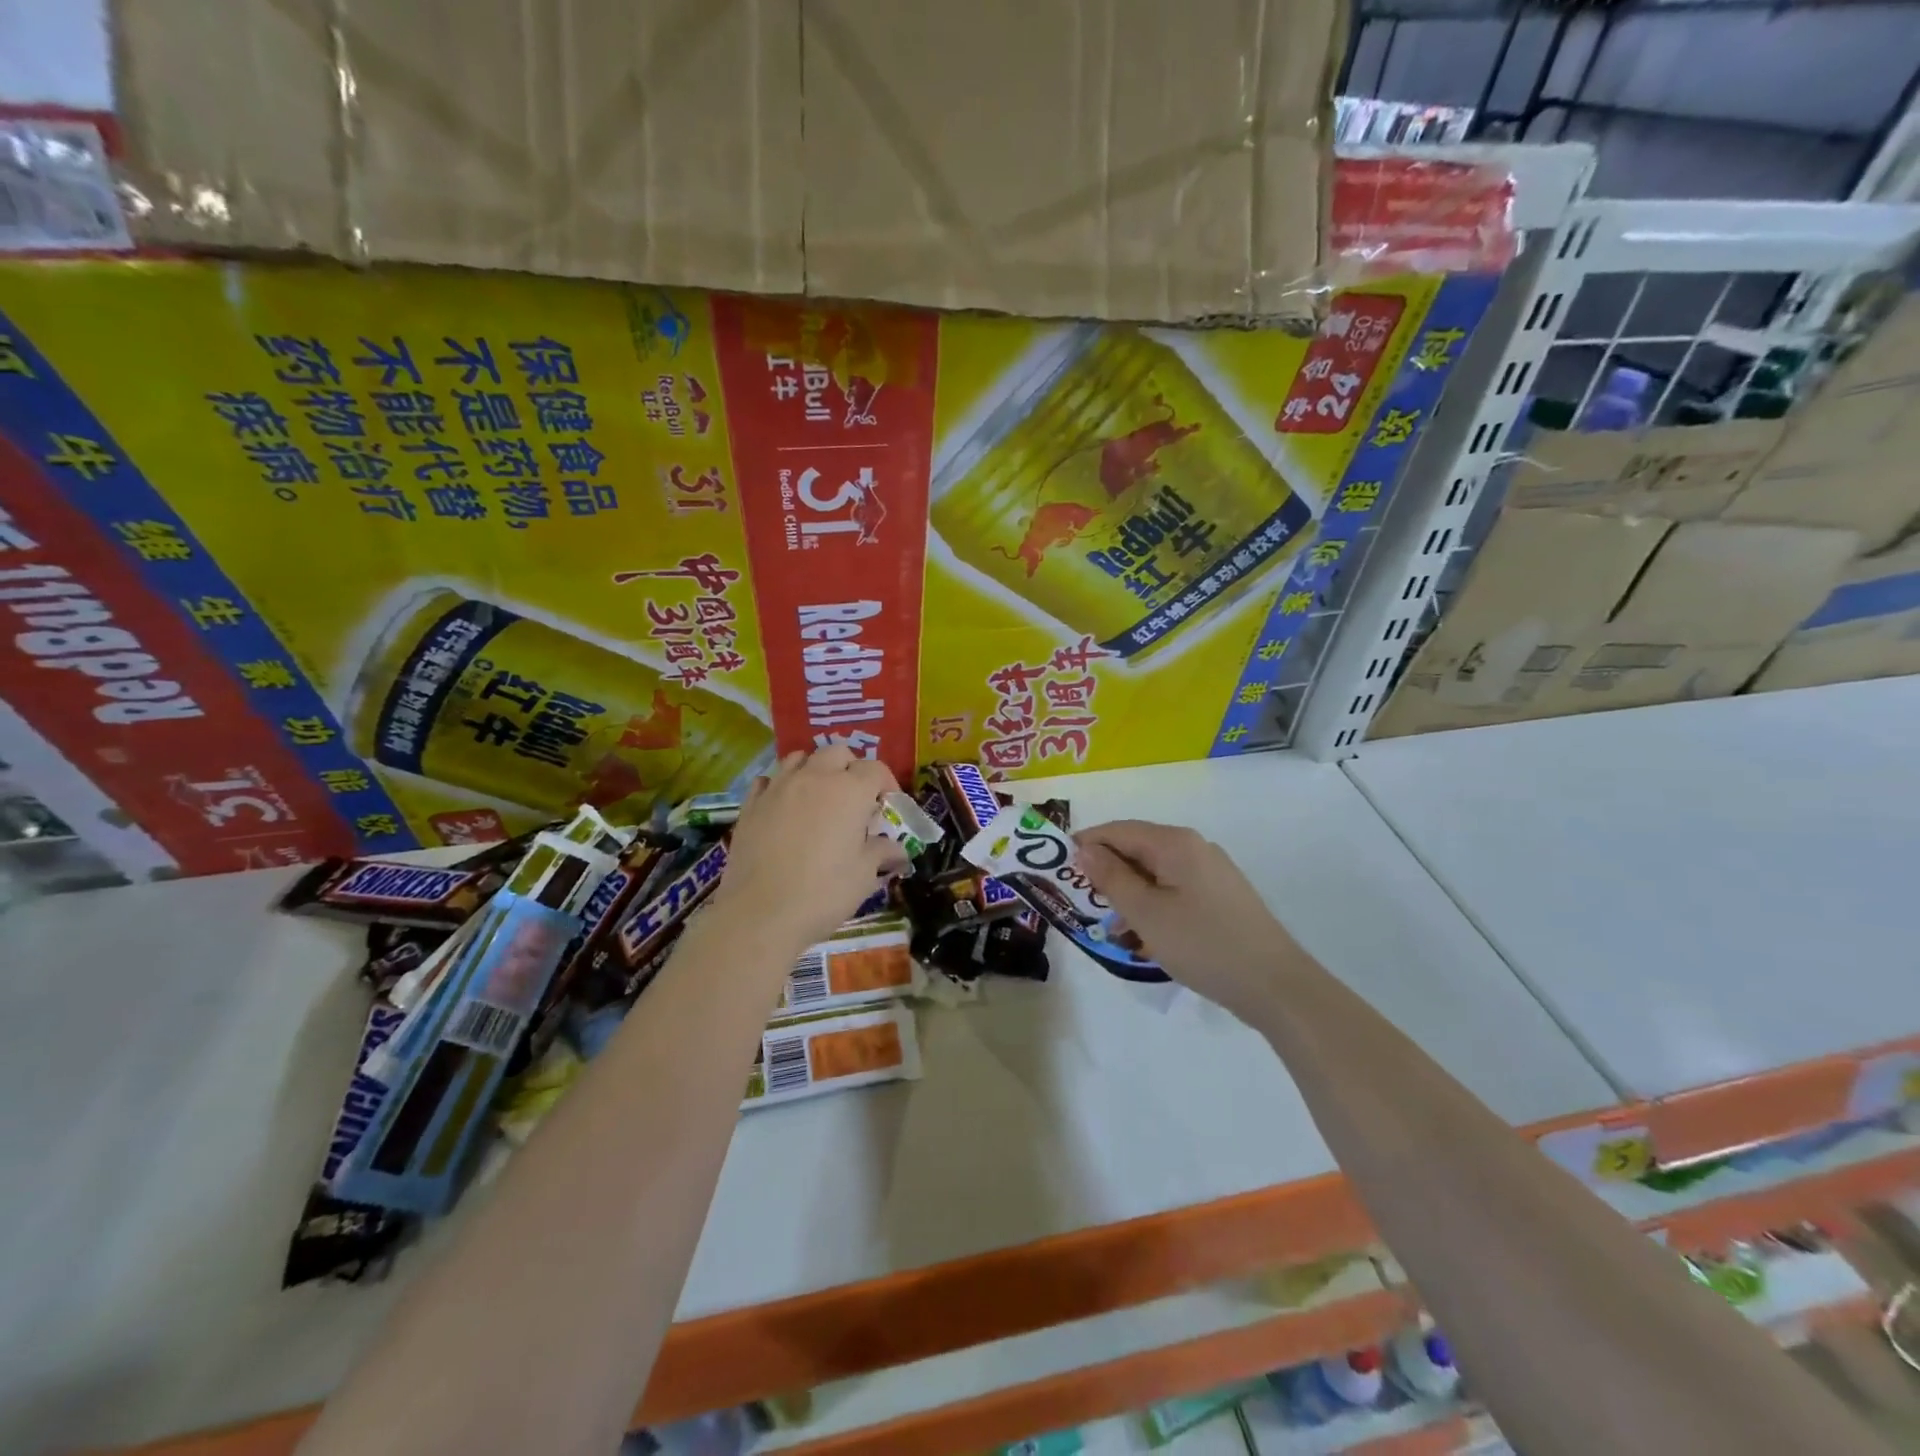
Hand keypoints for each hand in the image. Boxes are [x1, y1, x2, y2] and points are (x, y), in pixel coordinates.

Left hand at [713, 747, 908, 954]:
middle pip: (837, 752)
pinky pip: (768, 780)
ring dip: (814, 769)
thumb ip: (881, 853)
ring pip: (799, 758)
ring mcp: (778, 788)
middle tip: (855, 798)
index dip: (886, 783)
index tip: (887, 805)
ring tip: (819, 796)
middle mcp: (814, 778)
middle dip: (851, 768)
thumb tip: (897, 850)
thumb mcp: (864, 876)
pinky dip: (781, 785)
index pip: (875, 769)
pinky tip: (784, 806)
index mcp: (849, 791)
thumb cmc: (823, 893)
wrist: (760, 914)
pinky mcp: (750, 804)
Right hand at [1076, 820, 1297, 1023]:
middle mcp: (1194, 849)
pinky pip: (1174, 892)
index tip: (1059, 868)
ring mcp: (1211, 873)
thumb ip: (1111, 878)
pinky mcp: (1220, 898)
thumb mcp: (1146, 913)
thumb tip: (1085, 850)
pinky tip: (1143, 939)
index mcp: (1176, 843)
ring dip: (1129, 895)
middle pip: (1137, 850)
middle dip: (1107, 873)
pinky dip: (1153, 908)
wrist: (1275, 986)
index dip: (1086, 844)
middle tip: (1082, 902)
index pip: (1119, 830)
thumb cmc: (1203, 944)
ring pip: (1155, 874)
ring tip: (1112, 929)